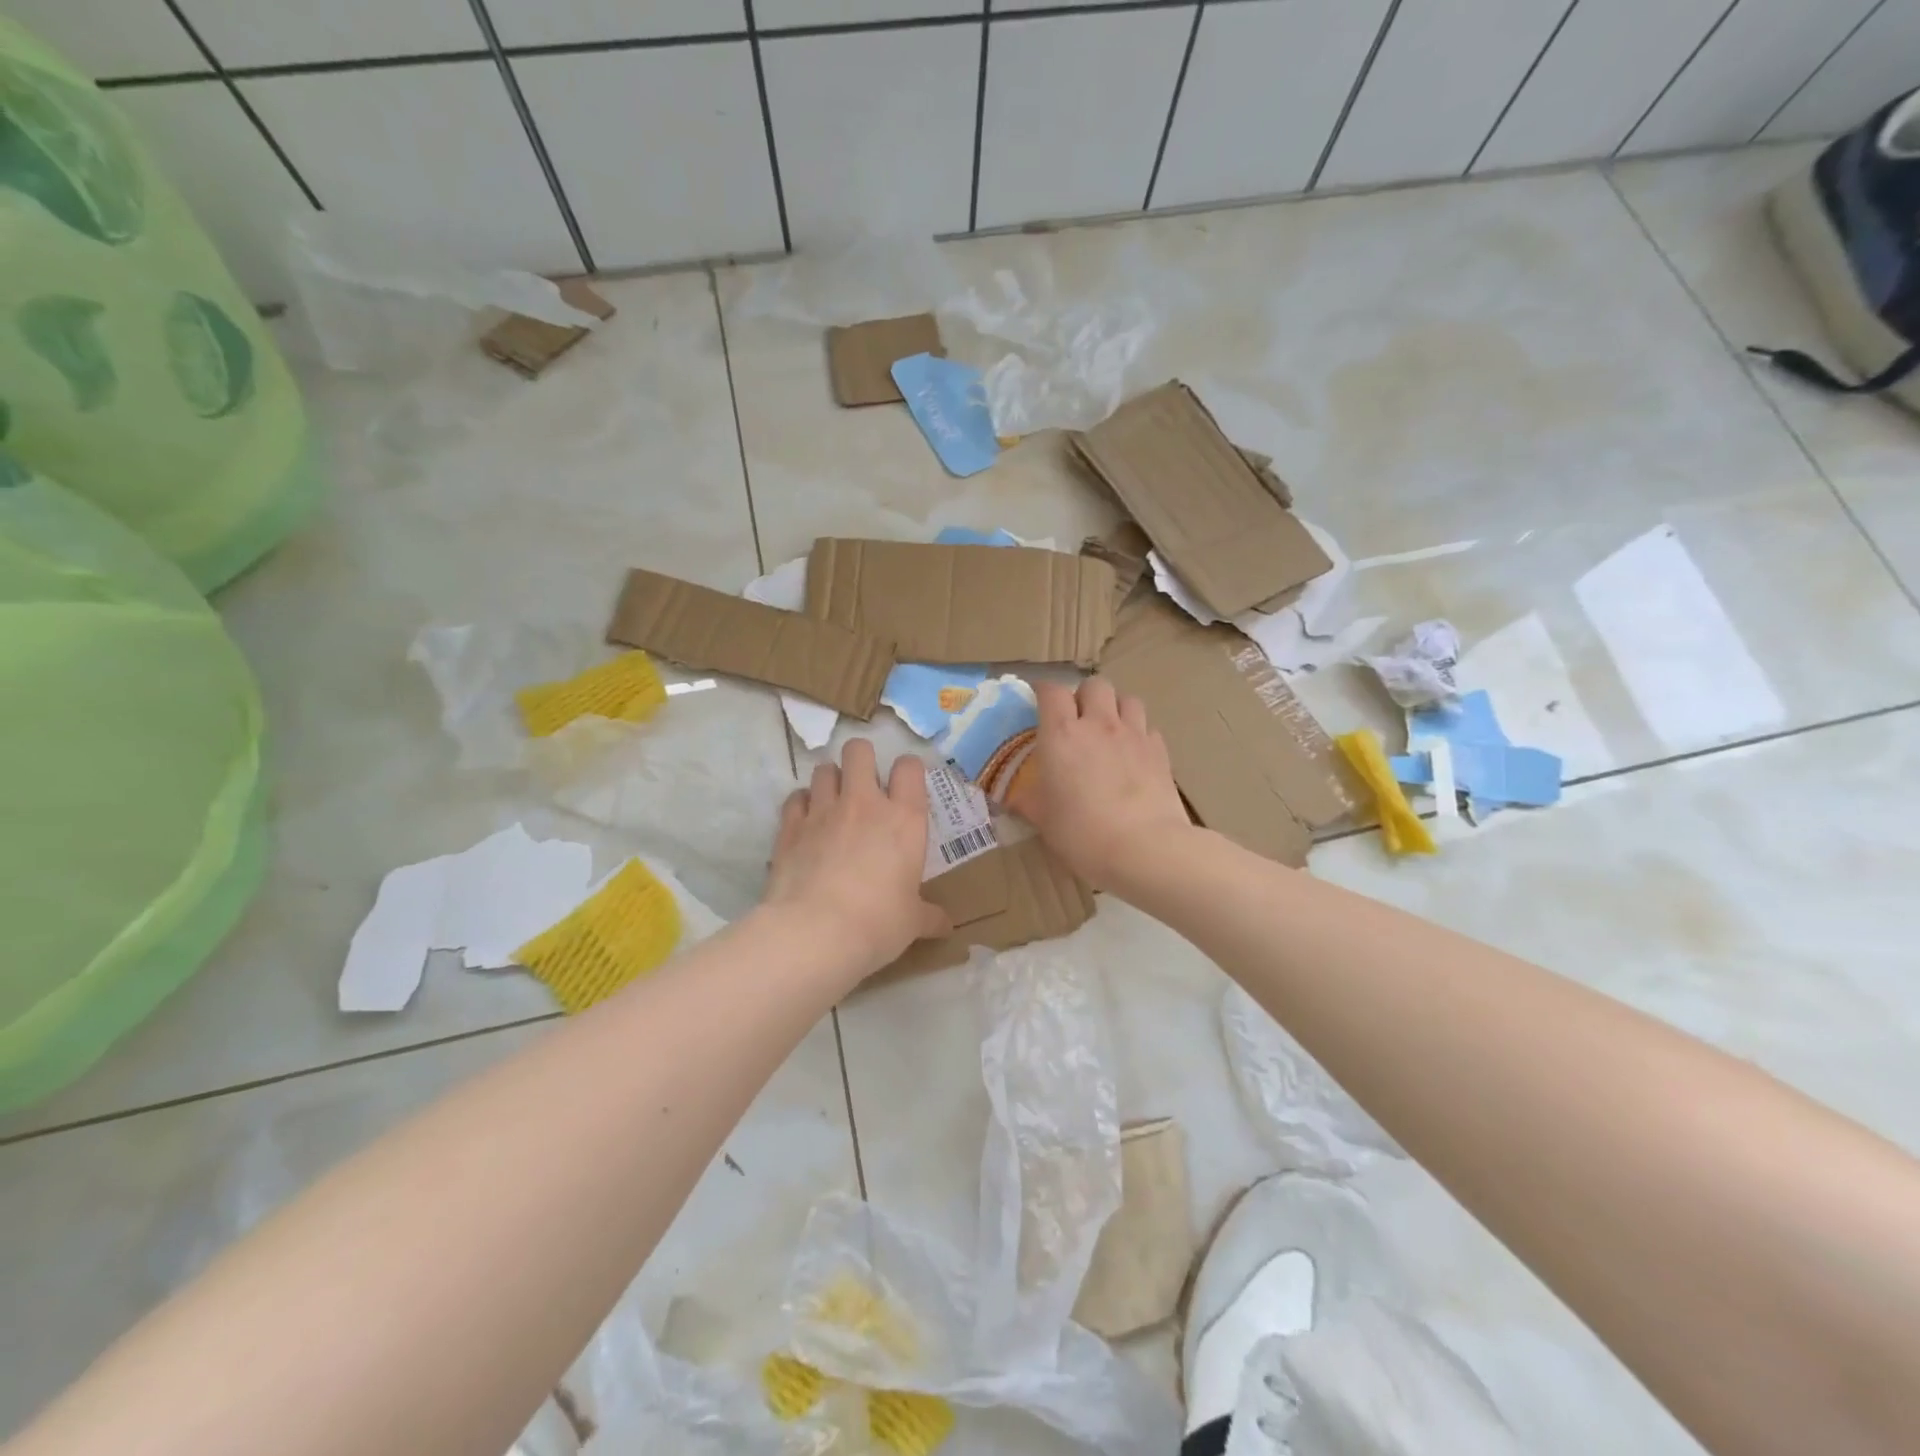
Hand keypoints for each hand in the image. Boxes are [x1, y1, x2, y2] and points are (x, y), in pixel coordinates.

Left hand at [762, 740, 951, 978]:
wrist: (816, 932)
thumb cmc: (878, 923)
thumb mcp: (911, 923)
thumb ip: (929, 916)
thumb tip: (947, 927)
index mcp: (904, 819)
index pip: (909, 768)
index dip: (908, 770)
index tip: (906, 786)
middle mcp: (864, 804)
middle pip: (859, 751)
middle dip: (862, 759)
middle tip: (865, 783)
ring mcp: (823, 811)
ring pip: (824, 769)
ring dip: (830, 780)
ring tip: (833, 801)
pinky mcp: (790, 826)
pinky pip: (795, 798)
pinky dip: (802, 804)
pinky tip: (806, 822)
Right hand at [1020, 679, 1194, 888]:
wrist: (1144, 849)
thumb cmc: (1081, 833)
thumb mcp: (1042, 819)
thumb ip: (1026, 800)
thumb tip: (1010, 797)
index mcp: (1062, 734)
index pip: (1051, 691)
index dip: (1043, 691)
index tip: (1038, 702)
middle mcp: (1098, 724)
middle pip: (1094, 685)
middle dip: (1084, 695)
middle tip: (1077, 719)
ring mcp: (1134, 735)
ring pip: (1127, 699)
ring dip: (1115, 708)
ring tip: (1109, 730)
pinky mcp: (1160, 751)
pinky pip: (1148, 727)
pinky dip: (1138, 733)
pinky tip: (1133, 754)